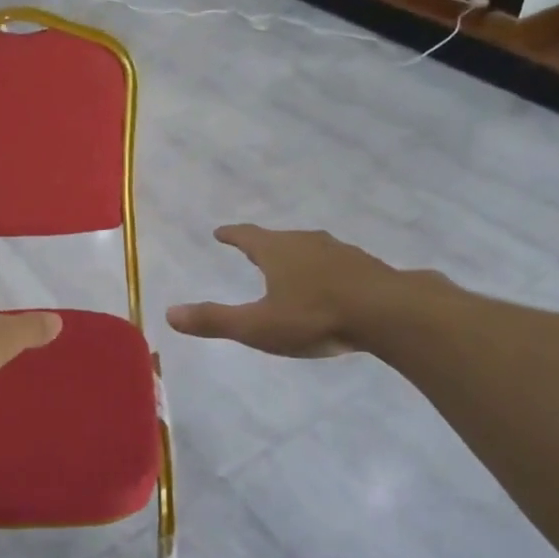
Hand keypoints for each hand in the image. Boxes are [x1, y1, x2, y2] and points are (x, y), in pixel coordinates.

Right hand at [165, 224, 403, 358]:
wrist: (388, 312)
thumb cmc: (315, 317)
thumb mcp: (258, 326)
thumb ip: (215, 320)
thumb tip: (169, 313)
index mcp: (276, 251)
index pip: (247, 236)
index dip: (232, 235)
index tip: (220, 231)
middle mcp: (306, 243)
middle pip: (279, 239)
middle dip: (264, 244)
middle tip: (253, 249)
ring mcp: (340, 252)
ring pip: (310, 248)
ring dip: (297, 256)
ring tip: (291, 266)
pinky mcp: (366, 266)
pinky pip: (337, 263)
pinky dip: (325, 269)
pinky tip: (332, 284)